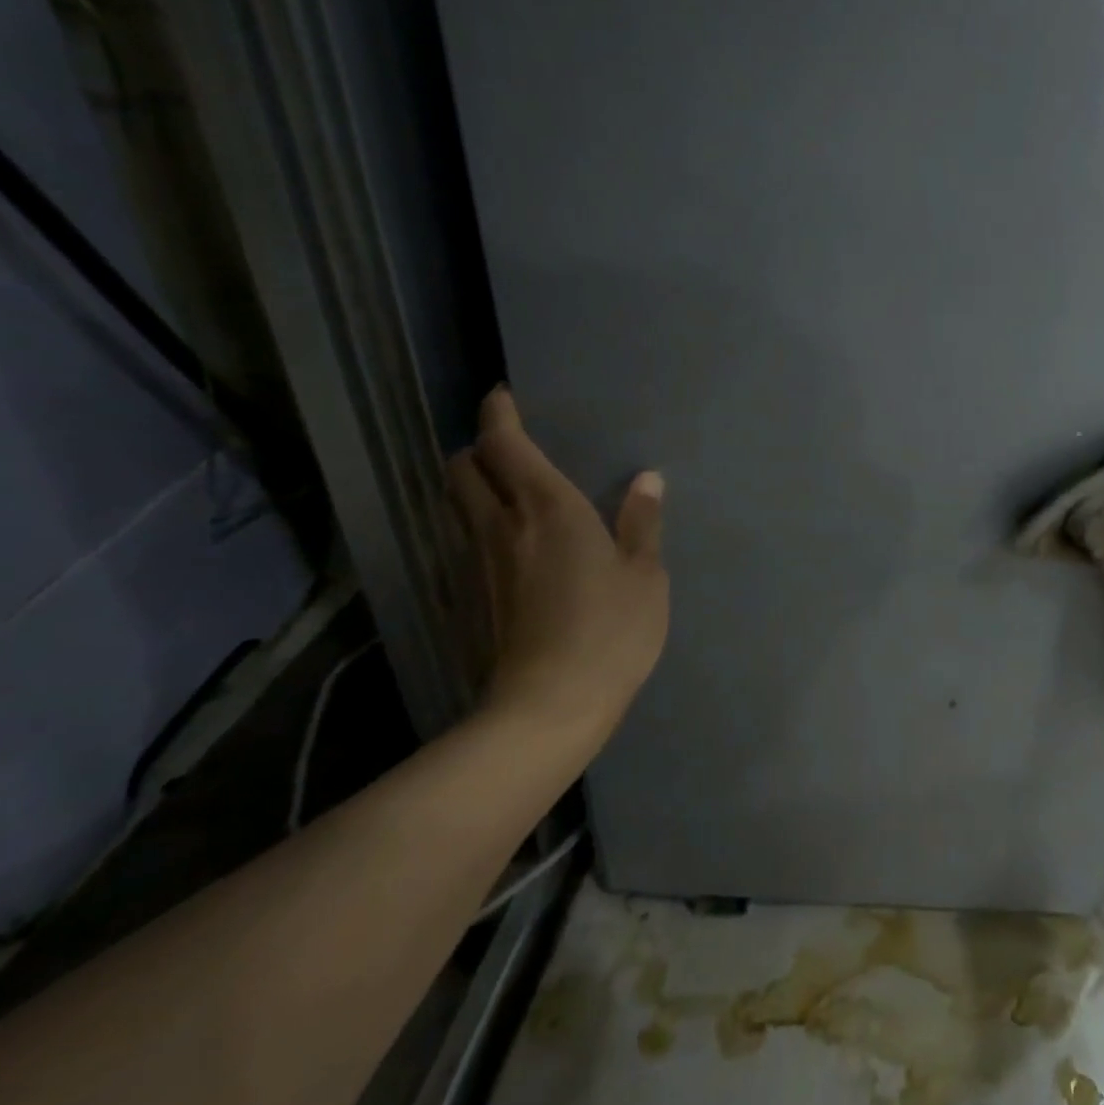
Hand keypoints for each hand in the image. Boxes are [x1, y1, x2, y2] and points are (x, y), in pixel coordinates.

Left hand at [448, 388, 668, 751]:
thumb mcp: (645, 576)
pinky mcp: (468, 598)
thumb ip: (642, 523)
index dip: (497, 414)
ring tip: (508, 492)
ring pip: (457, 506)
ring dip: (474, 487)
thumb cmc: (610, 632)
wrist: (547, 708)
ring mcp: (477, 564)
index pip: (504, 444)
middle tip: (508, 448)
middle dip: (477, 448)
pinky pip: (465, 542)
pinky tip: (510, 546)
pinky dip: (478, 526)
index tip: (502, 396)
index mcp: (549, 509)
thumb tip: (647, 479)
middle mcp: (502, 526)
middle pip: (462, 469)